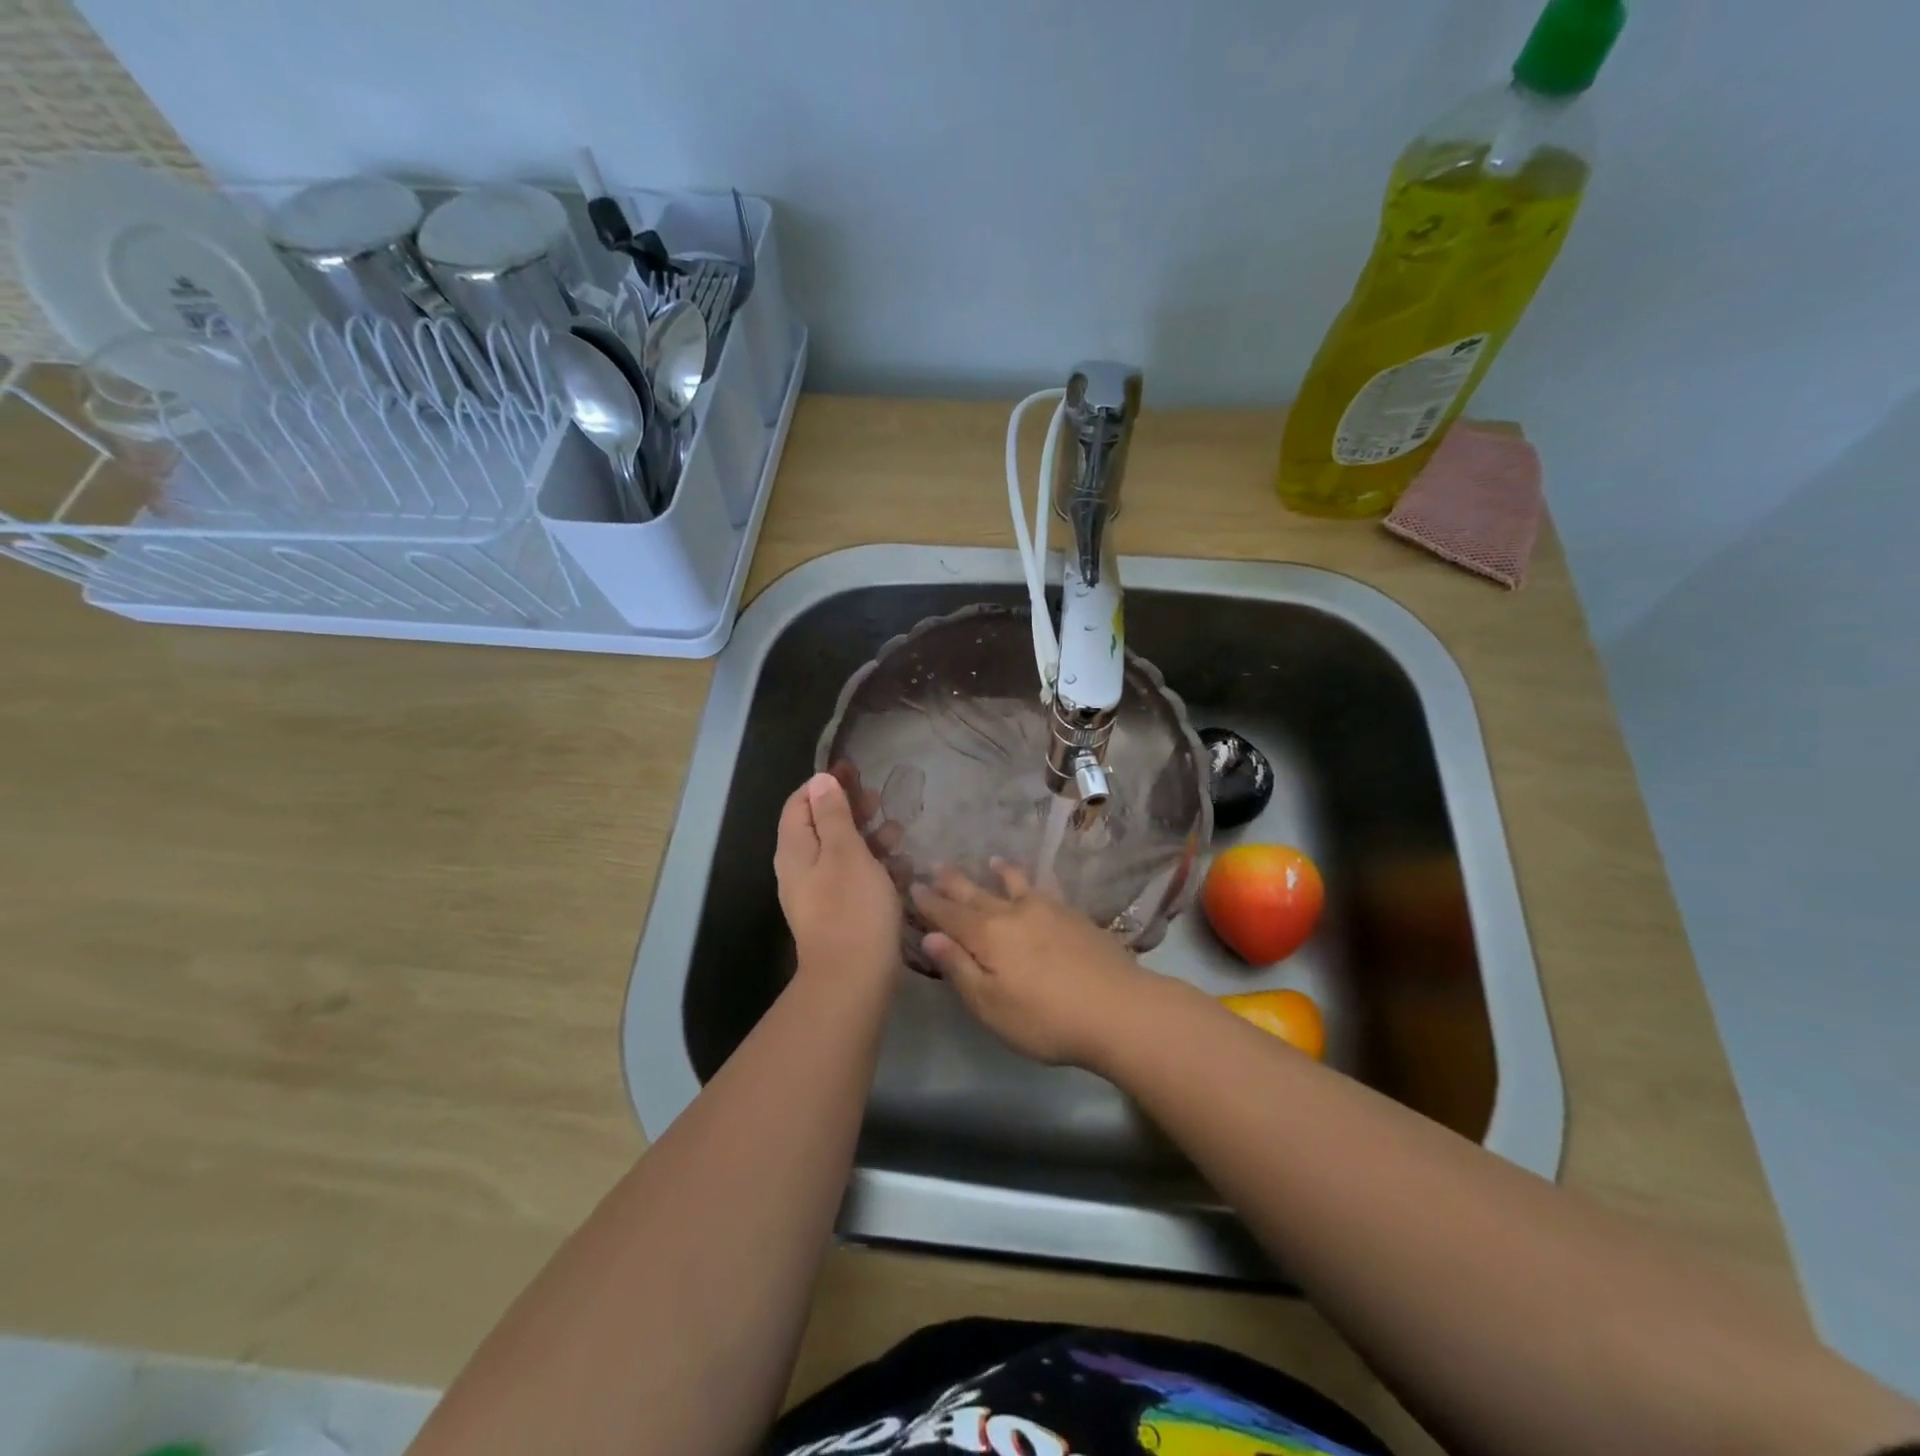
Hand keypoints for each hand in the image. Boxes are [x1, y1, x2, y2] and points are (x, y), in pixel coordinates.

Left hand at [776, 772, 902, 988]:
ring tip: (899, 833)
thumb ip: (834, 814)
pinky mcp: (843, 914)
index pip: (800, 803)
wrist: (853, 981)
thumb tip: (820, 780)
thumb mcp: (846, 852)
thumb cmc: (851, 908)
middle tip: (880, 800)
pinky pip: (858, 880)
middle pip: (824, 826)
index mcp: (796, 850)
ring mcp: (823, 894)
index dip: (825, 784)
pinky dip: (877, 869)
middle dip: (853, 811)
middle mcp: (803, 869)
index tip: (854, 772)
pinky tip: (902, 870)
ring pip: (845, 853)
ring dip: (871, 839)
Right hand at [911, 861, 1157, 1066]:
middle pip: (977, 895)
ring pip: (1015, 885)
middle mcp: (1013, 914)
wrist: (1118, 1009)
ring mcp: (1047, 910)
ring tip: (989, 861)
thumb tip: (929, 936)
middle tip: (937, 866)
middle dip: (954, 883)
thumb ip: (960, 968)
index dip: (929, 902)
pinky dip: (1032, 882)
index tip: (912, 885)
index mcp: (987, 936)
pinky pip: (1044, 889)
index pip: (949, 915)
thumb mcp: (990, 1005)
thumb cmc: (1046, 1019)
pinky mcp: (1074, 915)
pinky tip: (1036, 885)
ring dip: (998, 873)